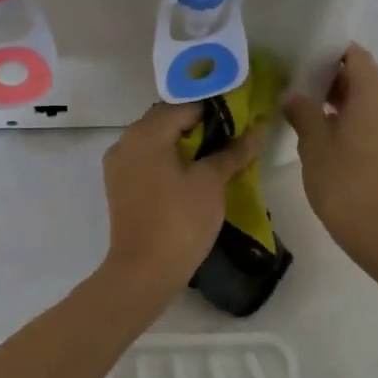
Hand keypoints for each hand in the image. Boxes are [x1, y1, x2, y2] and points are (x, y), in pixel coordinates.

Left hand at [100, 101, 262, 297]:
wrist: (143, 272)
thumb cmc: (180, 221)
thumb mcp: (211, 182)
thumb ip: (233, 151)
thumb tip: (257, 130)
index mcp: (146, 132)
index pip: (186, 105)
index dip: (216, 108)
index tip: (242, 116)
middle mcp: (126, 140)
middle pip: (168, 119)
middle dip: (201, 125)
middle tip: (234, 136)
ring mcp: (119, 164)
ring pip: (157, 140)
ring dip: (186, 142)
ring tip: (218, 155)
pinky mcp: (120, 185)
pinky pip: (148, 159)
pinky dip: (170, 159)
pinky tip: (194, 173)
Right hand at [282, 44, 377, 276]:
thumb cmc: (346, 185)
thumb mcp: (314, 146)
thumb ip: (303, 112)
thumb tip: (293, 95)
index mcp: (376, 93)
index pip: (355, 56)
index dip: (329, 55)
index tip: (305, 64)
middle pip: (366, 79)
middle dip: (335, 83)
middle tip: (302, 94)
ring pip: (375, 103)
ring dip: (349, 106)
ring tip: (315, 120)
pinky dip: (363, 124)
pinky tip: (337, 142)